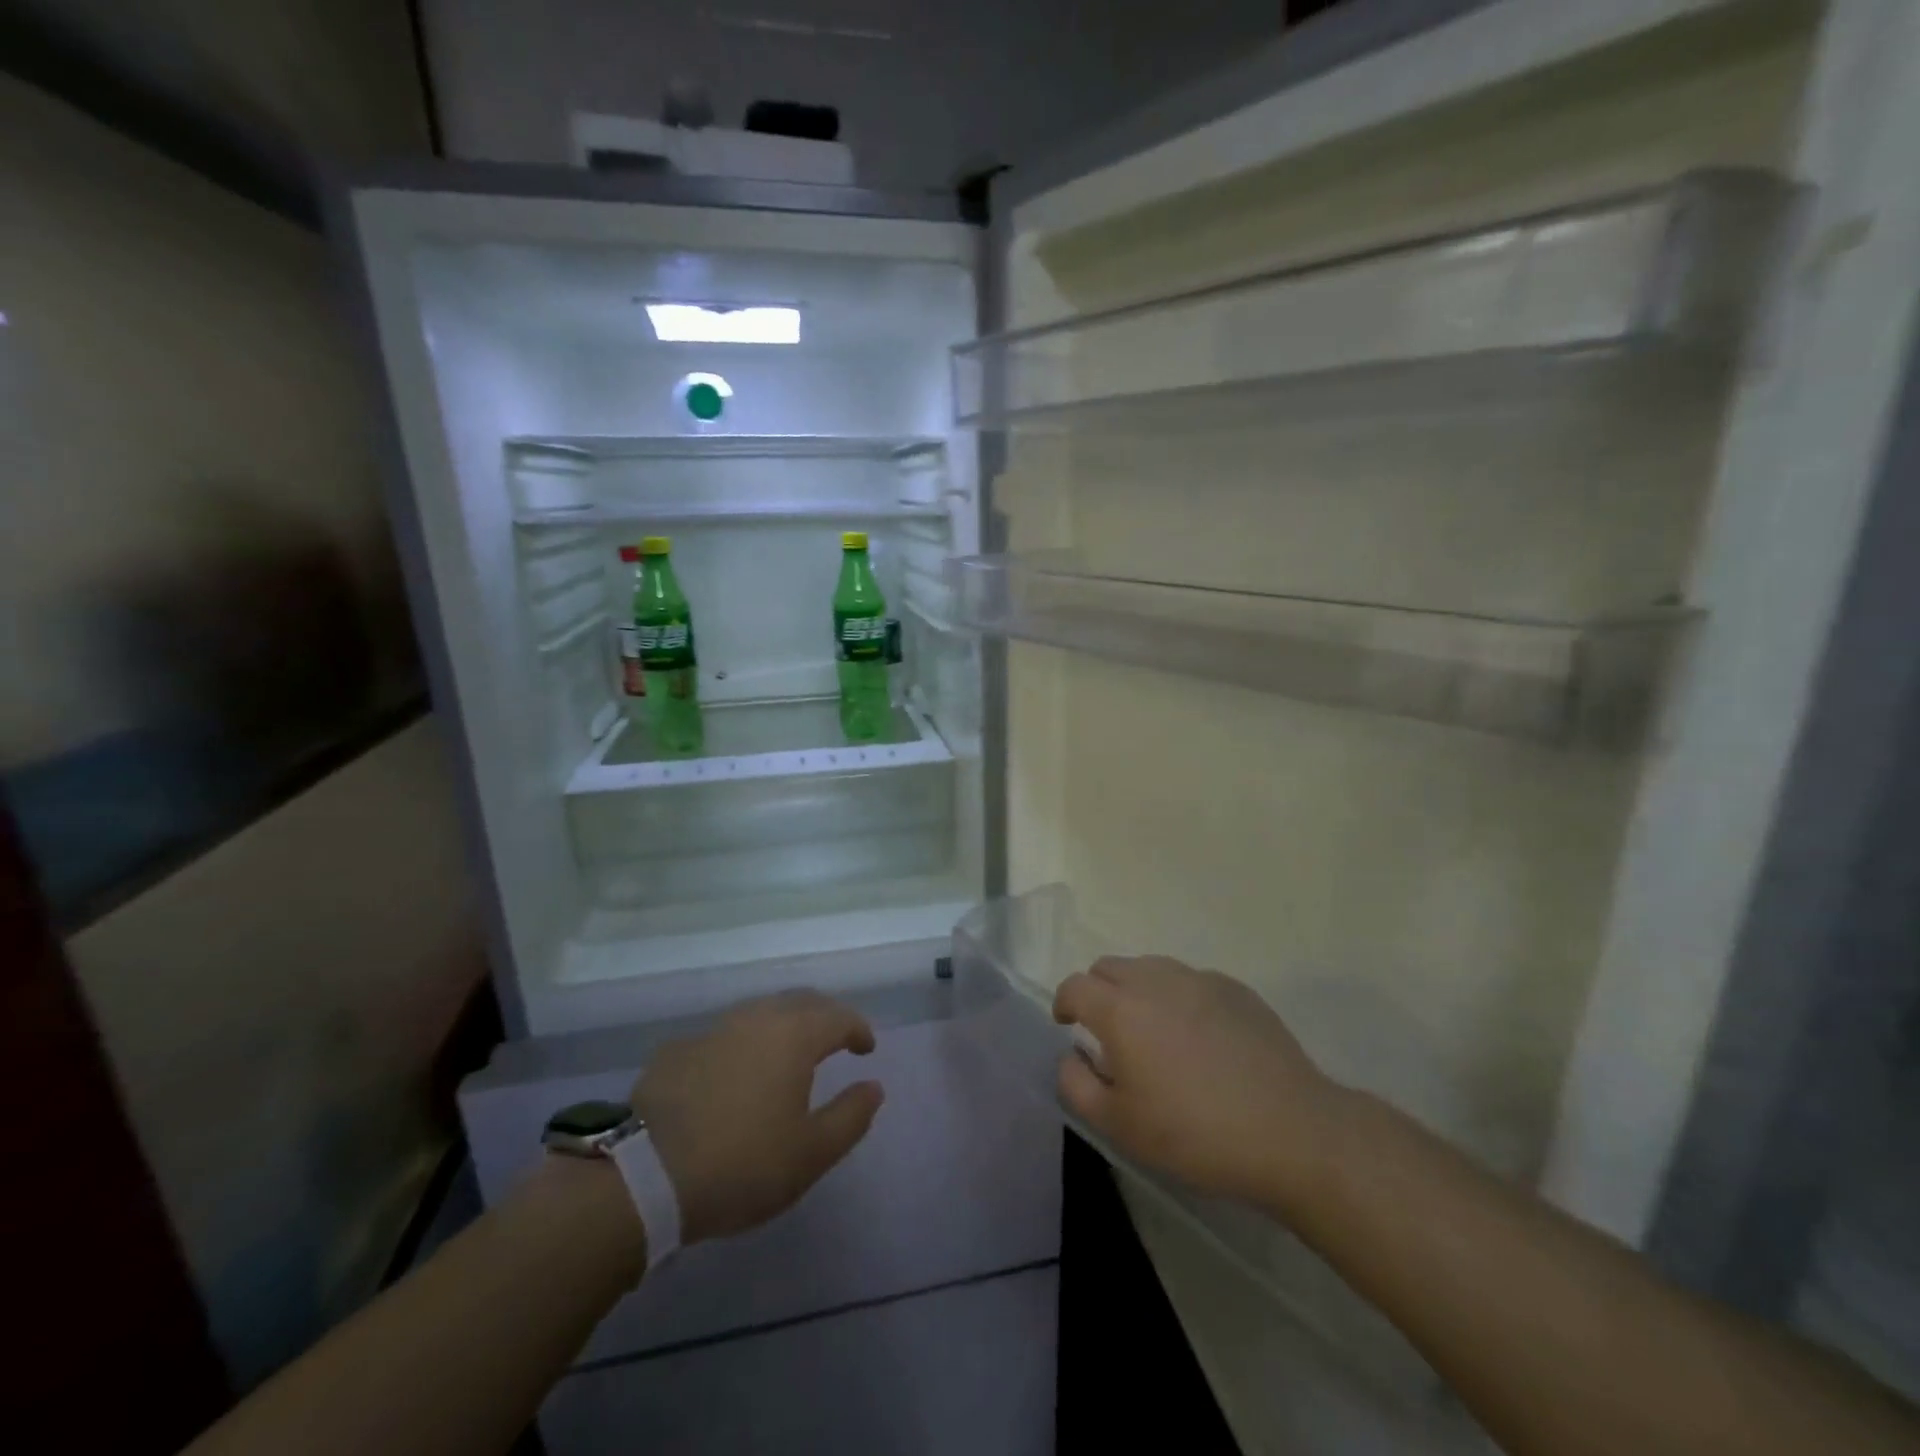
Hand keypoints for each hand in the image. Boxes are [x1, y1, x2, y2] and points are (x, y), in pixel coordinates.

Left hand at [633, 990, 884, 1243]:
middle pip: (801, 1002)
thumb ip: (850, 1117)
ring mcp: (713, 1030)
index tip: (866, 1048)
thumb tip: (873, 1087)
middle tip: (834, 1041)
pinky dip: (743, 1045)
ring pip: (760, 1013)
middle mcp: (757, 1018)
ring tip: (788, 1054)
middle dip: (824, 1017)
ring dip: (783, 1025)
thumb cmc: (742, 1164)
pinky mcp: (677, 1050)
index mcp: (794, 1035)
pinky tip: (735, 1073)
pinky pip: (724, 1036)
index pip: (839, 1017)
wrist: (643, 1176)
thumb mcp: (810, 1153)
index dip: (858, 1029)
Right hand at [1052, 956, 1344, 1209]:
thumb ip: (1076, 1084)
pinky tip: (1200, 1038)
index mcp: (1121, 1009)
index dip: (1064, 1003)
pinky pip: (1190, 980)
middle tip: (1108, 1032)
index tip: (1067, 1026)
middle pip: (1109, 967)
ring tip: (1154, 1033)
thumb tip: (1071, 1054)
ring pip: (1151, 968)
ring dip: (1138, 990)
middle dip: (1098, 991)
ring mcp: (1200, 979)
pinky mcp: (1236, 989)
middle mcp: (1156, 980)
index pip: (1075, 985)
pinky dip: (1179, 998)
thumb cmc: (1195, 1133)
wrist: (1291, 1131)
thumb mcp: (1119, 1126)